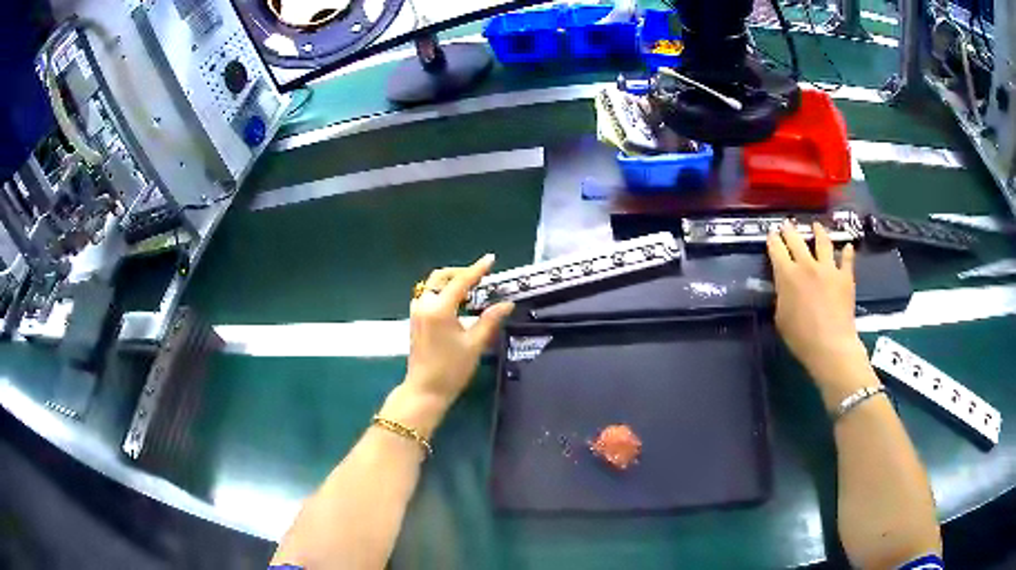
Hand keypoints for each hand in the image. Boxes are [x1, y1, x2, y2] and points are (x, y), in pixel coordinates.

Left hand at [383, 255, 513, 436]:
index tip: (490, 259)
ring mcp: (417, 312)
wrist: (425, 390)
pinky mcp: (415, 320)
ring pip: (432, 285)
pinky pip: (428, 296)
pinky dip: (442, 292)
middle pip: (441, 277)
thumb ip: (490, 320)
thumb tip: (507, 303)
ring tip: (471, 290)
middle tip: (480, 277)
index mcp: (439, 309)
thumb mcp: (475, 344)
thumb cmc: (451, 369)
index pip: (460, 281)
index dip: (477, 269)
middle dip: (460, 273)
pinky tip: (456, 303)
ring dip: (450, 282)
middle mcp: (424, 305)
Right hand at [767, 222, 871, 399]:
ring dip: (818, 232)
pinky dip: (847, 252)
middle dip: (790, 230)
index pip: (776, 250)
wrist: (830, 345)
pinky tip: (848, 246)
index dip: (773, 240)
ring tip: (816, 226)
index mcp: (787, 275)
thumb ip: (782, 296)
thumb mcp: (781, 317)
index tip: (772, 234)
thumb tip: (785, 287)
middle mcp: (807, 265)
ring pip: (823, 242)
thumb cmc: (800, 337)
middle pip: (796, 240)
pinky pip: (847, 259)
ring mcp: (828, 268)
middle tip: (787, 224)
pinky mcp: (845, 276)